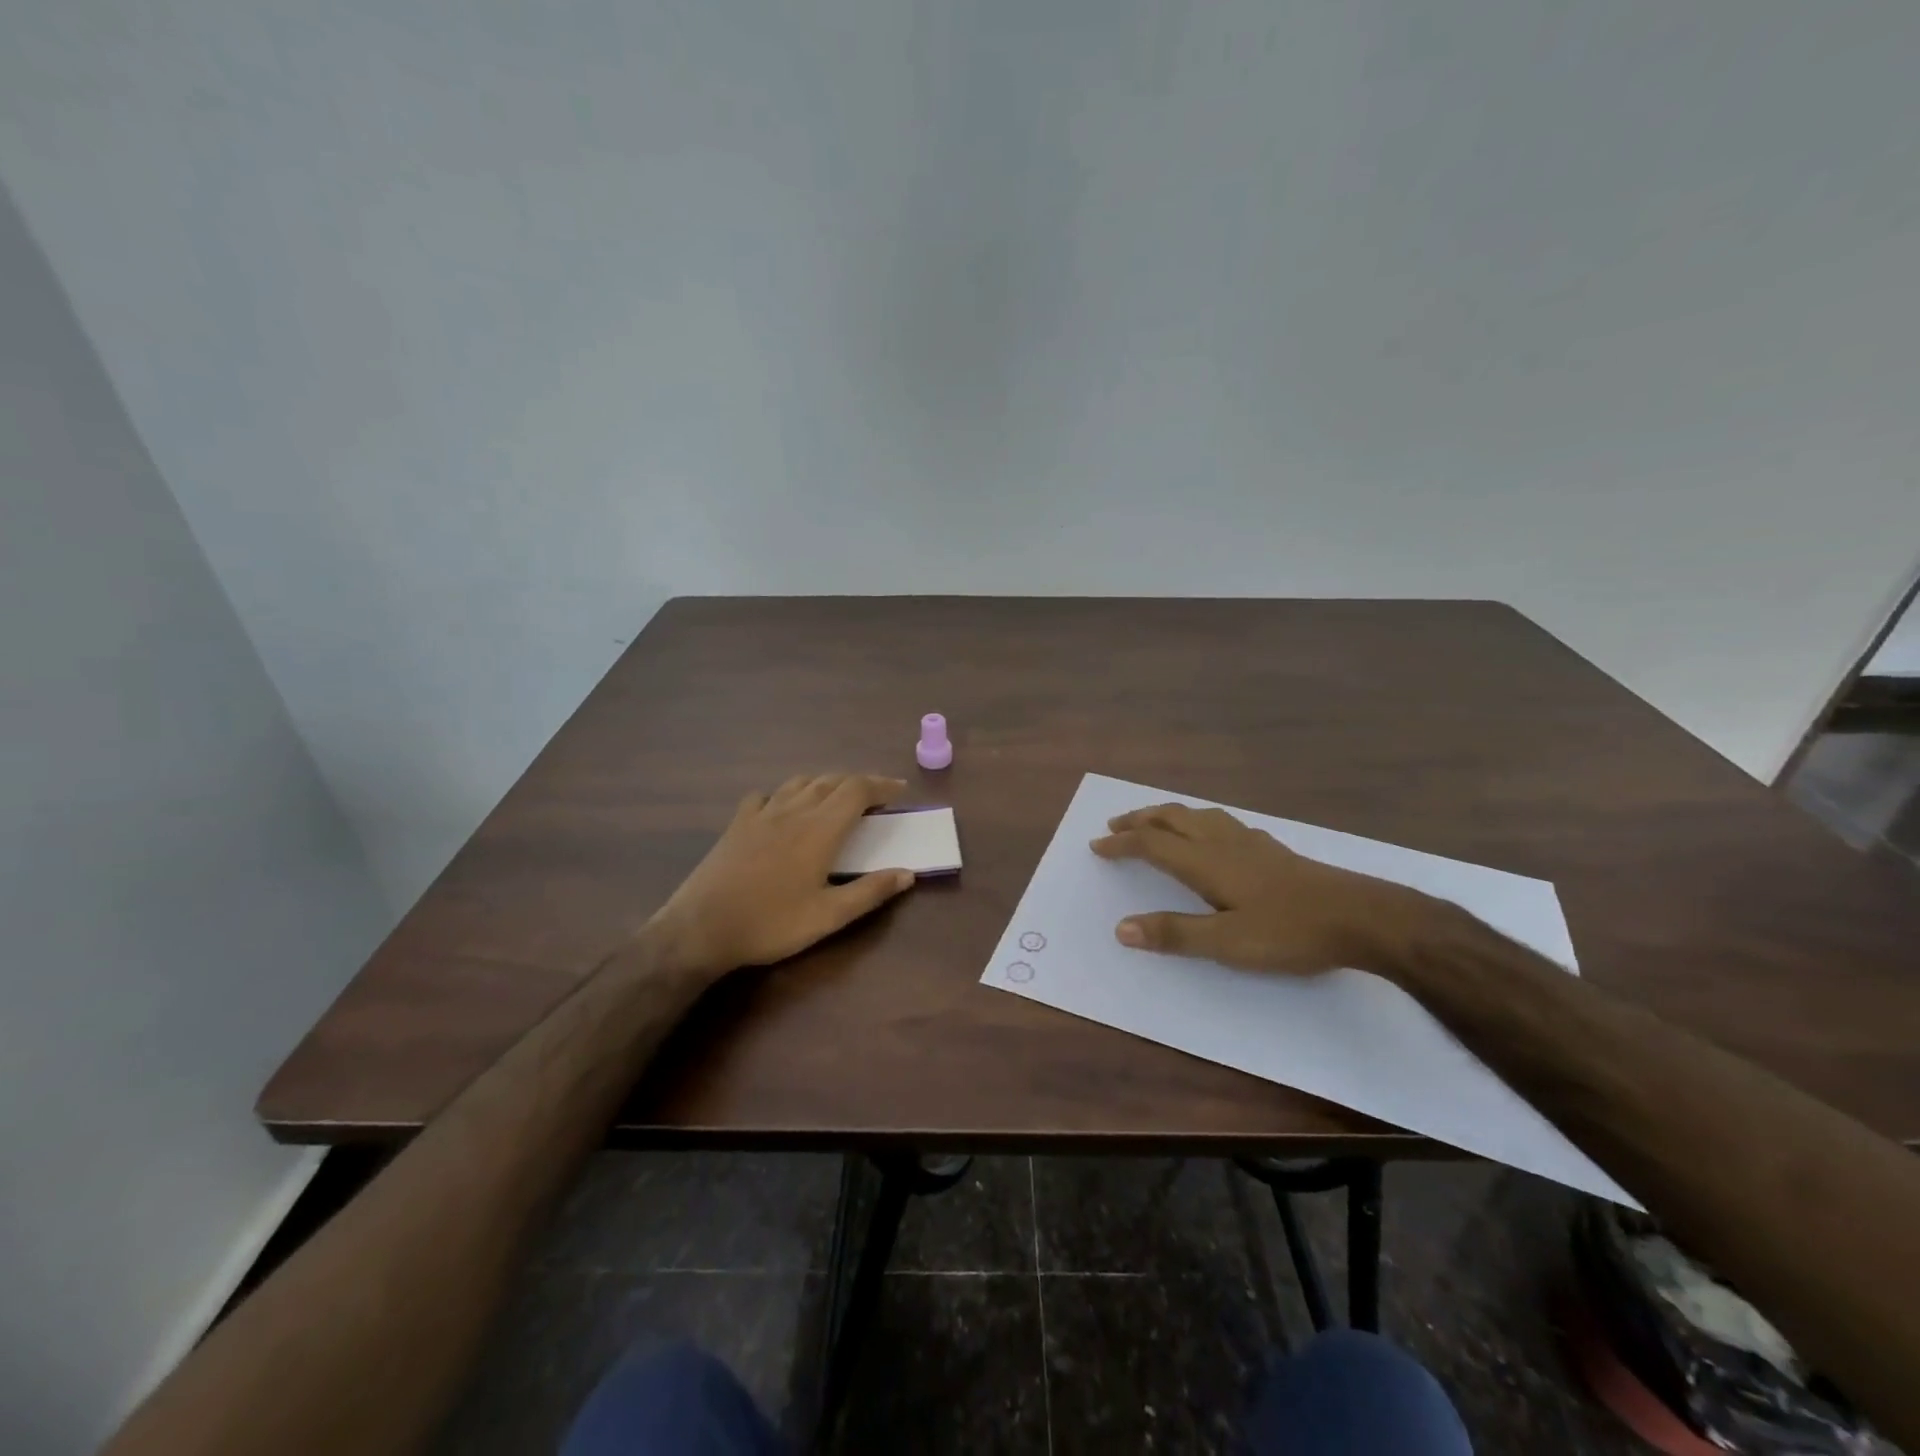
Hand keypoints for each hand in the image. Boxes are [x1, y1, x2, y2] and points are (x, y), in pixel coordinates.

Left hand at [649, 774, 915, 978]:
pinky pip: (766, 795)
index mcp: (820, 829)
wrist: (701, 928)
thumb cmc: (770, 923)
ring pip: (800, 782)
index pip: (858, 790)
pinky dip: (785, 794)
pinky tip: (784, 809)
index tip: (900, 790)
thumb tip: (908, 873)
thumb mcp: (828, 917)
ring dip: (825, 783)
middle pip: (832, 780)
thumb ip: (870, 892)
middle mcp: (794, 810)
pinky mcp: (738, 824)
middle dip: (859, 783)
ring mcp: (762, 814)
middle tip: (876, 796)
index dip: (881, 785)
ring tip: (836, 798)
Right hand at [1091, 802, 1431, 973]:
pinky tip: (1212, 834)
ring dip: (1168, 815)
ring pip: (1198, 815)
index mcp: (1206, 862)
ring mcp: (1251, 842)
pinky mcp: (1272, 849)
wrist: (1361, 917)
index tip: (1096, 845)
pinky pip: (1222, 822)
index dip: (1122, 844)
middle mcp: (1223, 843)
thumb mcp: (1227, 942)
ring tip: (1154, 822)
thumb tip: (1121, 928)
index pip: (1152, 844)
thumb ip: (1174, 933)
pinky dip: (1199, 821)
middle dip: (1140, 820)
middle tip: (1115, 826)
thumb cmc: (1290, 931)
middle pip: (1172, 819)